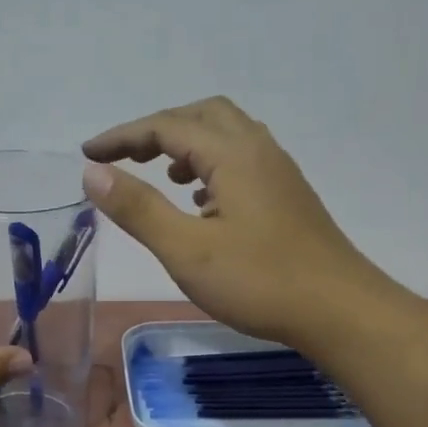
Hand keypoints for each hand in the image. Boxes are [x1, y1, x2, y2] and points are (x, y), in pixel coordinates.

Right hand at [82, 97, 392, 347]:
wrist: (340, 311)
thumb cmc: (259, 282)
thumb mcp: (186, 250)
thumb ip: (138, 208)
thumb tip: (92, 172)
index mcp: (232, 154)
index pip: (166, 126)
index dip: (122, 136)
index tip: (87, 154)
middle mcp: (258, 150)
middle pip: (201, 115)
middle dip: (157, 129)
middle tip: (125, 157)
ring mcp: (279, 172)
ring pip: (226, 135)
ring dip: (187, 144)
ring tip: (162, 177)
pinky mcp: (288, 196)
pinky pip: (242, 160)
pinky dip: (211, 166)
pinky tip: (202, 204)